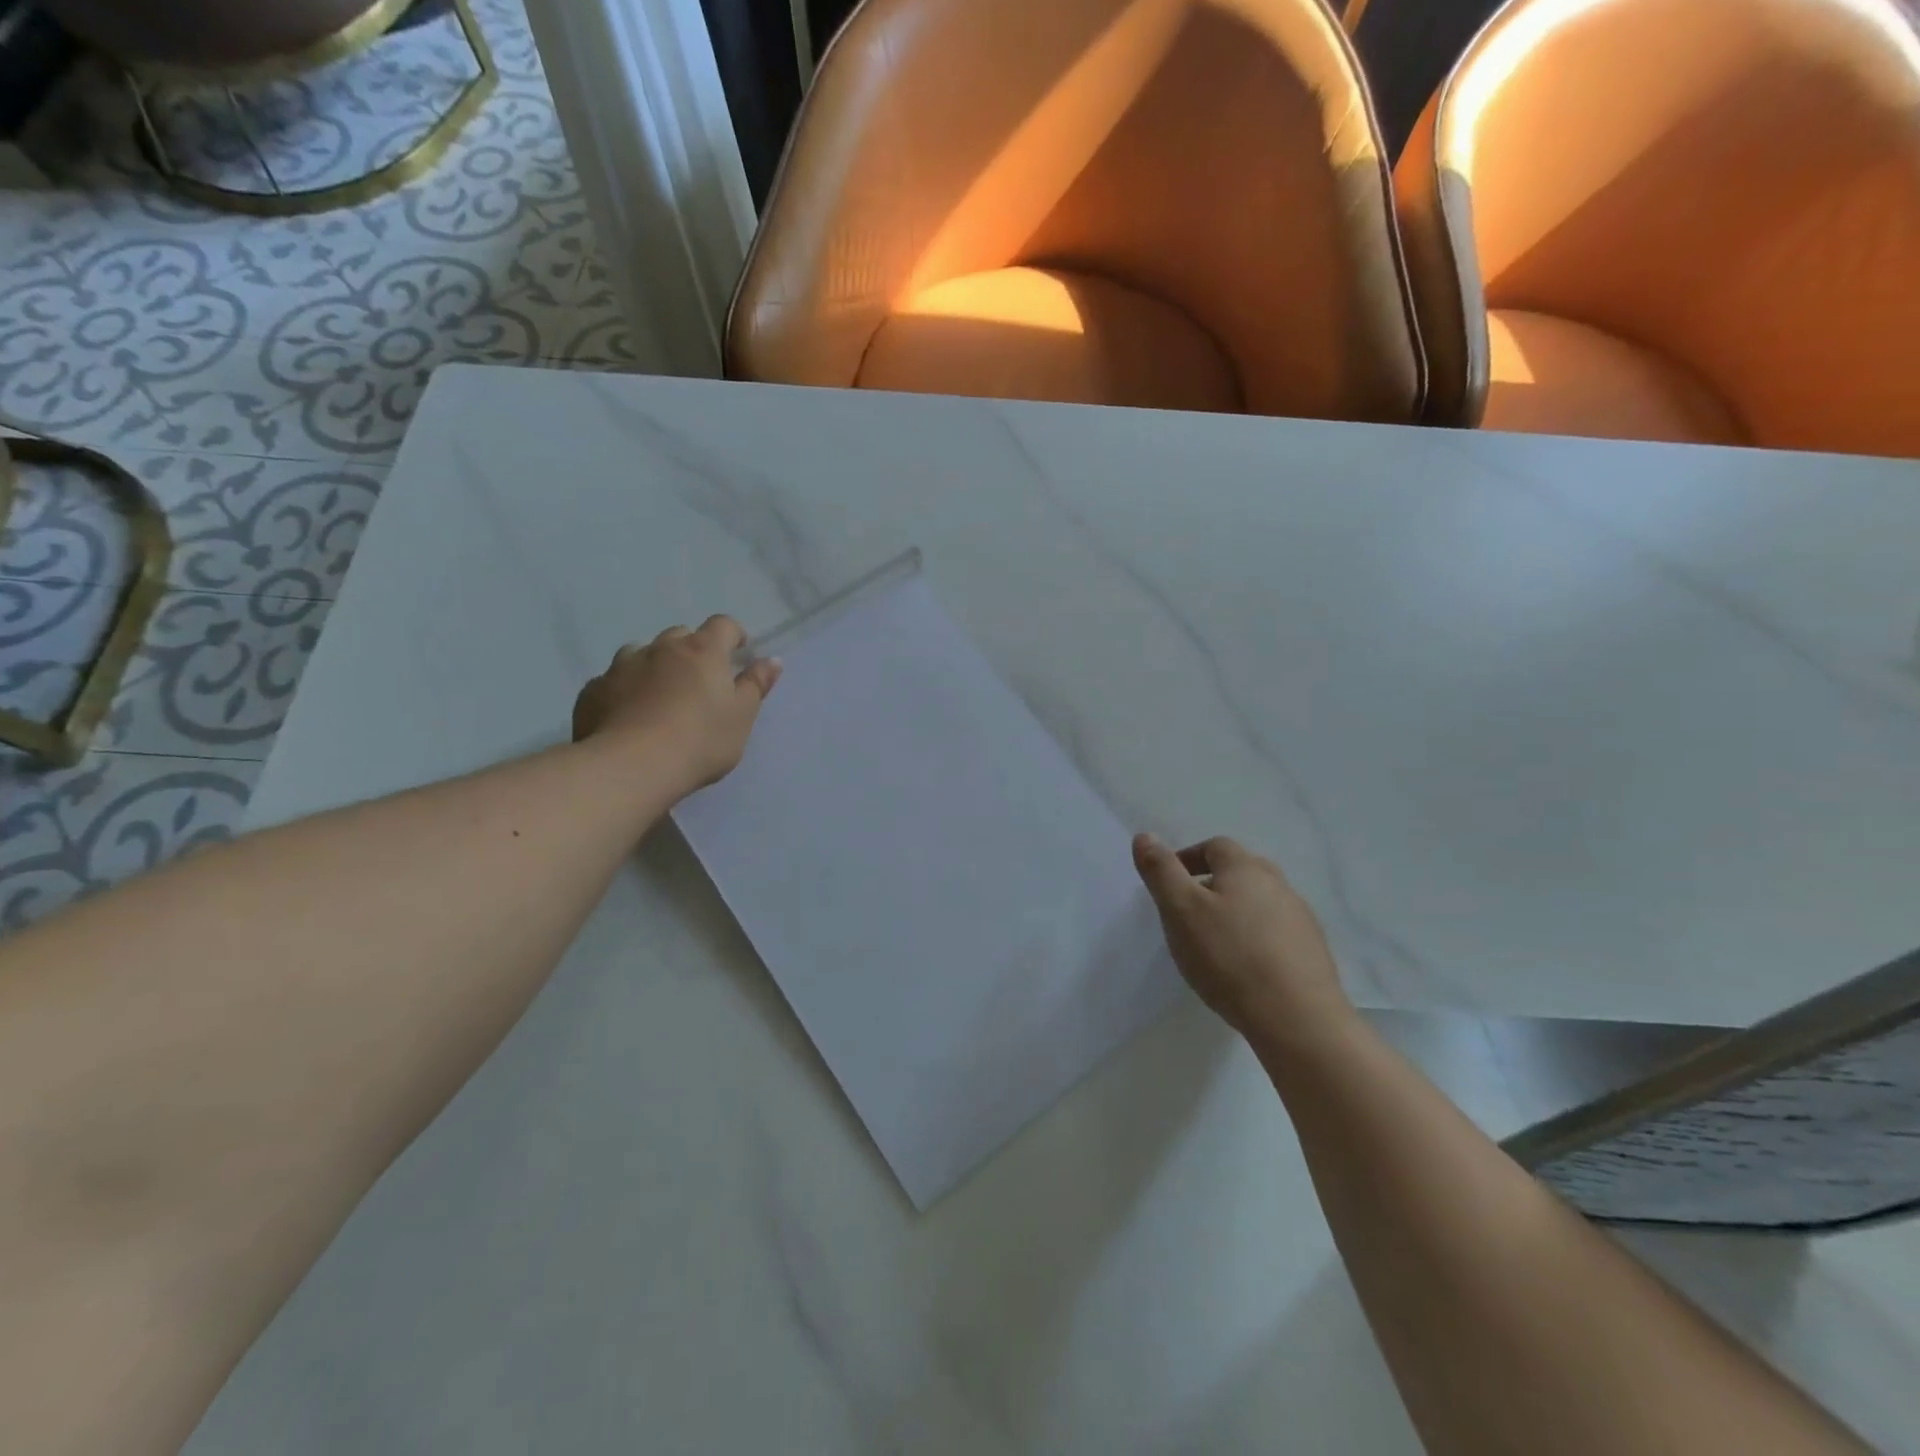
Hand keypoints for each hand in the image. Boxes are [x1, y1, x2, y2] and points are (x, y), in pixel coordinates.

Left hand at [572, 616, 781, 792]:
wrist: (631, 767)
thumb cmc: (700, 740)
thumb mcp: (741, 717)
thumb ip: (756, 685)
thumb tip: (772, 660)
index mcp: (702, 651)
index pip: (723, 625)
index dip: (733, 635)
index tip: (738, 653)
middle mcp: (660, 648)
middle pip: (680, 636)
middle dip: (691, 651)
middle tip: (699, 682)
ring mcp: (621, 666)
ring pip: (641, 654)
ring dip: (654, 666)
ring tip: (659, 697)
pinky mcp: (593, 690)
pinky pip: (613, 681)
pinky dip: (624, 690)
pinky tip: (627, 716)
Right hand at [1133, 834, 1354, 1046]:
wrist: (1298, 1018)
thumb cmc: (1229, 957)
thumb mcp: (1180, 910)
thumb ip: (1160, 871)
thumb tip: (1144, 836)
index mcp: (1245, 868)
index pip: (1213, 846)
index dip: (1187, 859)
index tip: (1168, 885)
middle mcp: (1278, 884)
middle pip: (1240, 872)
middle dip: (1212, 884)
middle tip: (1187, 914)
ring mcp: (1300, 918)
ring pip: (1259, 903)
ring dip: (1235, 913)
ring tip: (1214, 944)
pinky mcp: (1312, 951)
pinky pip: (1276, 933)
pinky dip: (1255, 939)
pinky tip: (1244, 968)